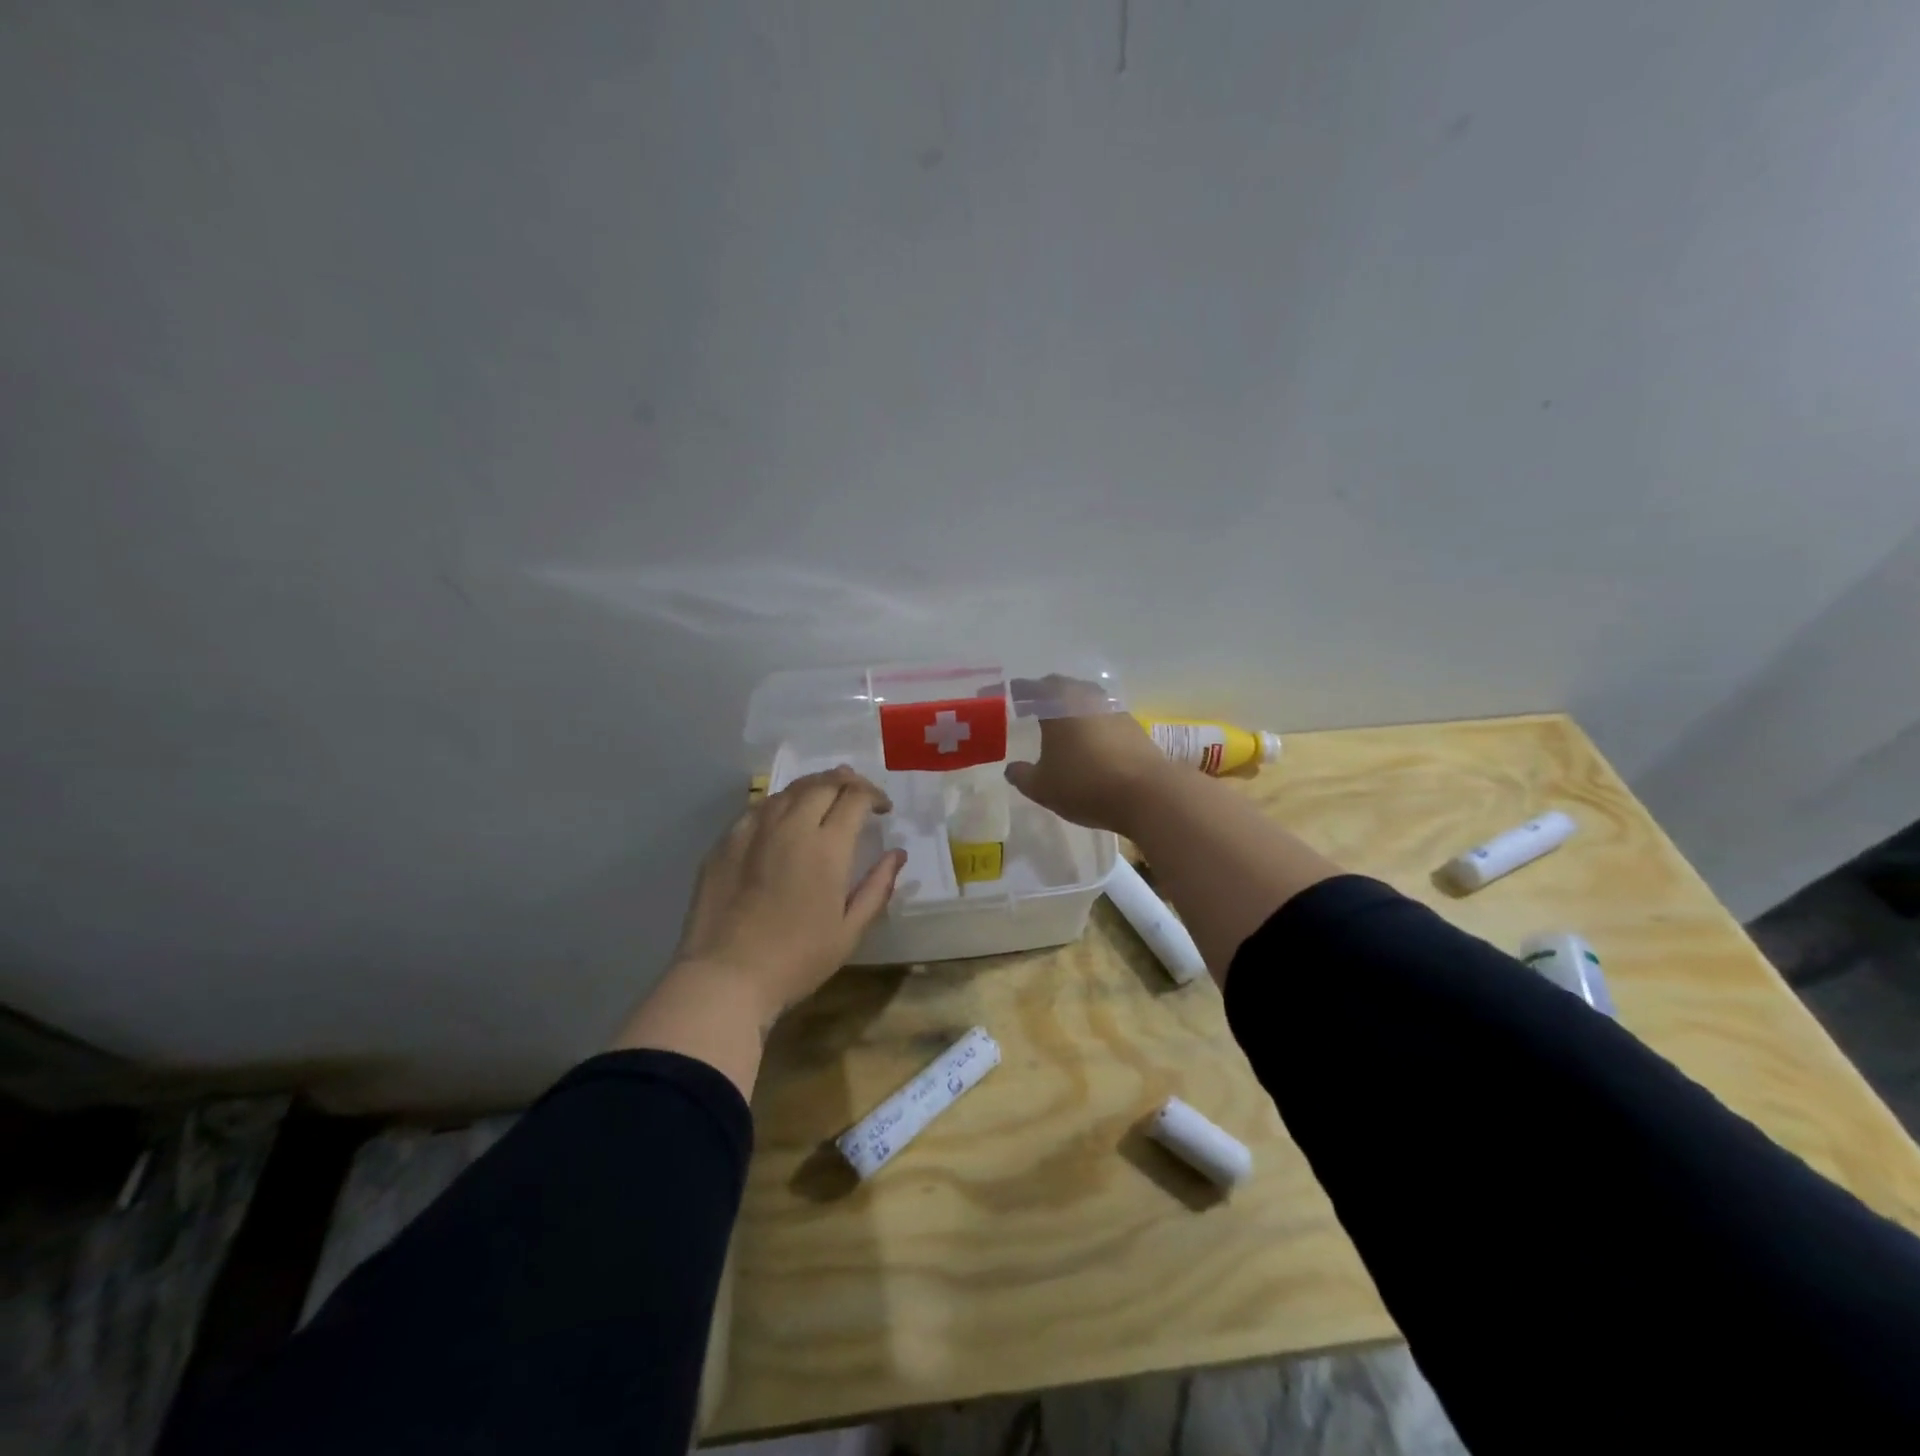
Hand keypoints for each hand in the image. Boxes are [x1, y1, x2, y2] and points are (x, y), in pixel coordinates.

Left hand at [672, 766, 906, 1024]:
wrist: (725, 977)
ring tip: (825, 797)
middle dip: (847, 782)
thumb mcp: (850, 931)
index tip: (883, 810)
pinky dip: (781, 803)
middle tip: (858, 795)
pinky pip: (759, 807)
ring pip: (789, 790)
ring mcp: (753, 830)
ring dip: (814, 787)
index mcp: (827, 847)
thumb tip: (897, 854)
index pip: (855, 797)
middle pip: (823, 784)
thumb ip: (877, 886)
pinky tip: (783, 817)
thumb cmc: (796, 960)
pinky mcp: (725, 841)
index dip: (874, 795)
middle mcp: (791, 826)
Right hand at [1002, 675, 1176, 835]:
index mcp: (1058, 705)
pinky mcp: (1134, 727)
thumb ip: (1022, 775)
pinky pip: (1105, 717)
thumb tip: (1012, 768)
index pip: (1034, 689)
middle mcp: (1086, 698)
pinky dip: (1093, 722)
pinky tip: (1090, 739)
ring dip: (1074, 706)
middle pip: (1063, 687)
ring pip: (1087, 700)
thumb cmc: (1084, 785)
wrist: (1147, 795)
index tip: (1014, 694)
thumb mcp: (1042, 787)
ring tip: (1063, 721)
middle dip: (1048, 693)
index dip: (1021, 691)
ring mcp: (1114, 710)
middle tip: (1036, 703)